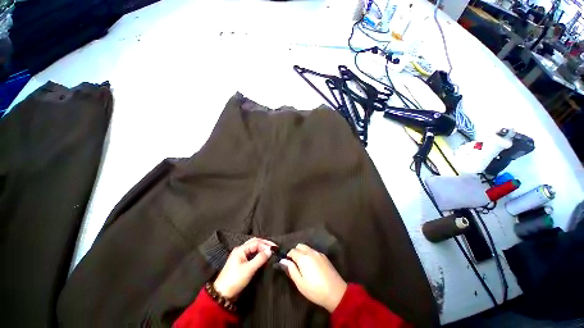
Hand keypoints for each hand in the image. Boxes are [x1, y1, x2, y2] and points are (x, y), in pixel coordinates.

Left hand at [213, 238, 274, 298]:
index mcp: (240, 249)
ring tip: (270, 250)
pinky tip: (264, 256)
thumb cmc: (235, 280)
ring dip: (262, 248)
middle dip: (264, 244)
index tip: (275, 249)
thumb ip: (260, 258)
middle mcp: (240, 250)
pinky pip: (252, 254)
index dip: (266, 245)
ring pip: (253, 248)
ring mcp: (240, 256)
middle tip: (274, 247)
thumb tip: (270, 250)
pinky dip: (259, 253)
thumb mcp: (249, 269)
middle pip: (255, 242)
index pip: (256, 242)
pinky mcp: (241, 263)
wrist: (222, 295)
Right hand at [280, 244, 346, 312]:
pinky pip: (314, 251)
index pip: (292, 251)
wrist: (336, 292)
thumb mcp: (300, 283)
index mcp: (303, 257)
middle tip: (295, 263)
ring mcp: (319, 253)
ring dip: (303, 252)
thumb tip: (283, 260)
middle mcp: (311, 252)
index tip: (287, 263)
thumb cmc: (315, 290)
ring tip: (303, 265)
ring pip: (307, 247)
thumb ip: (291, 269)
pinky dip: (310, 254)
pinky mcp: (325, 257)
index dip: (288, 256)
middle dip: (295, 251)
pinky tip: (312, 265)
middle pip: (300, 246)